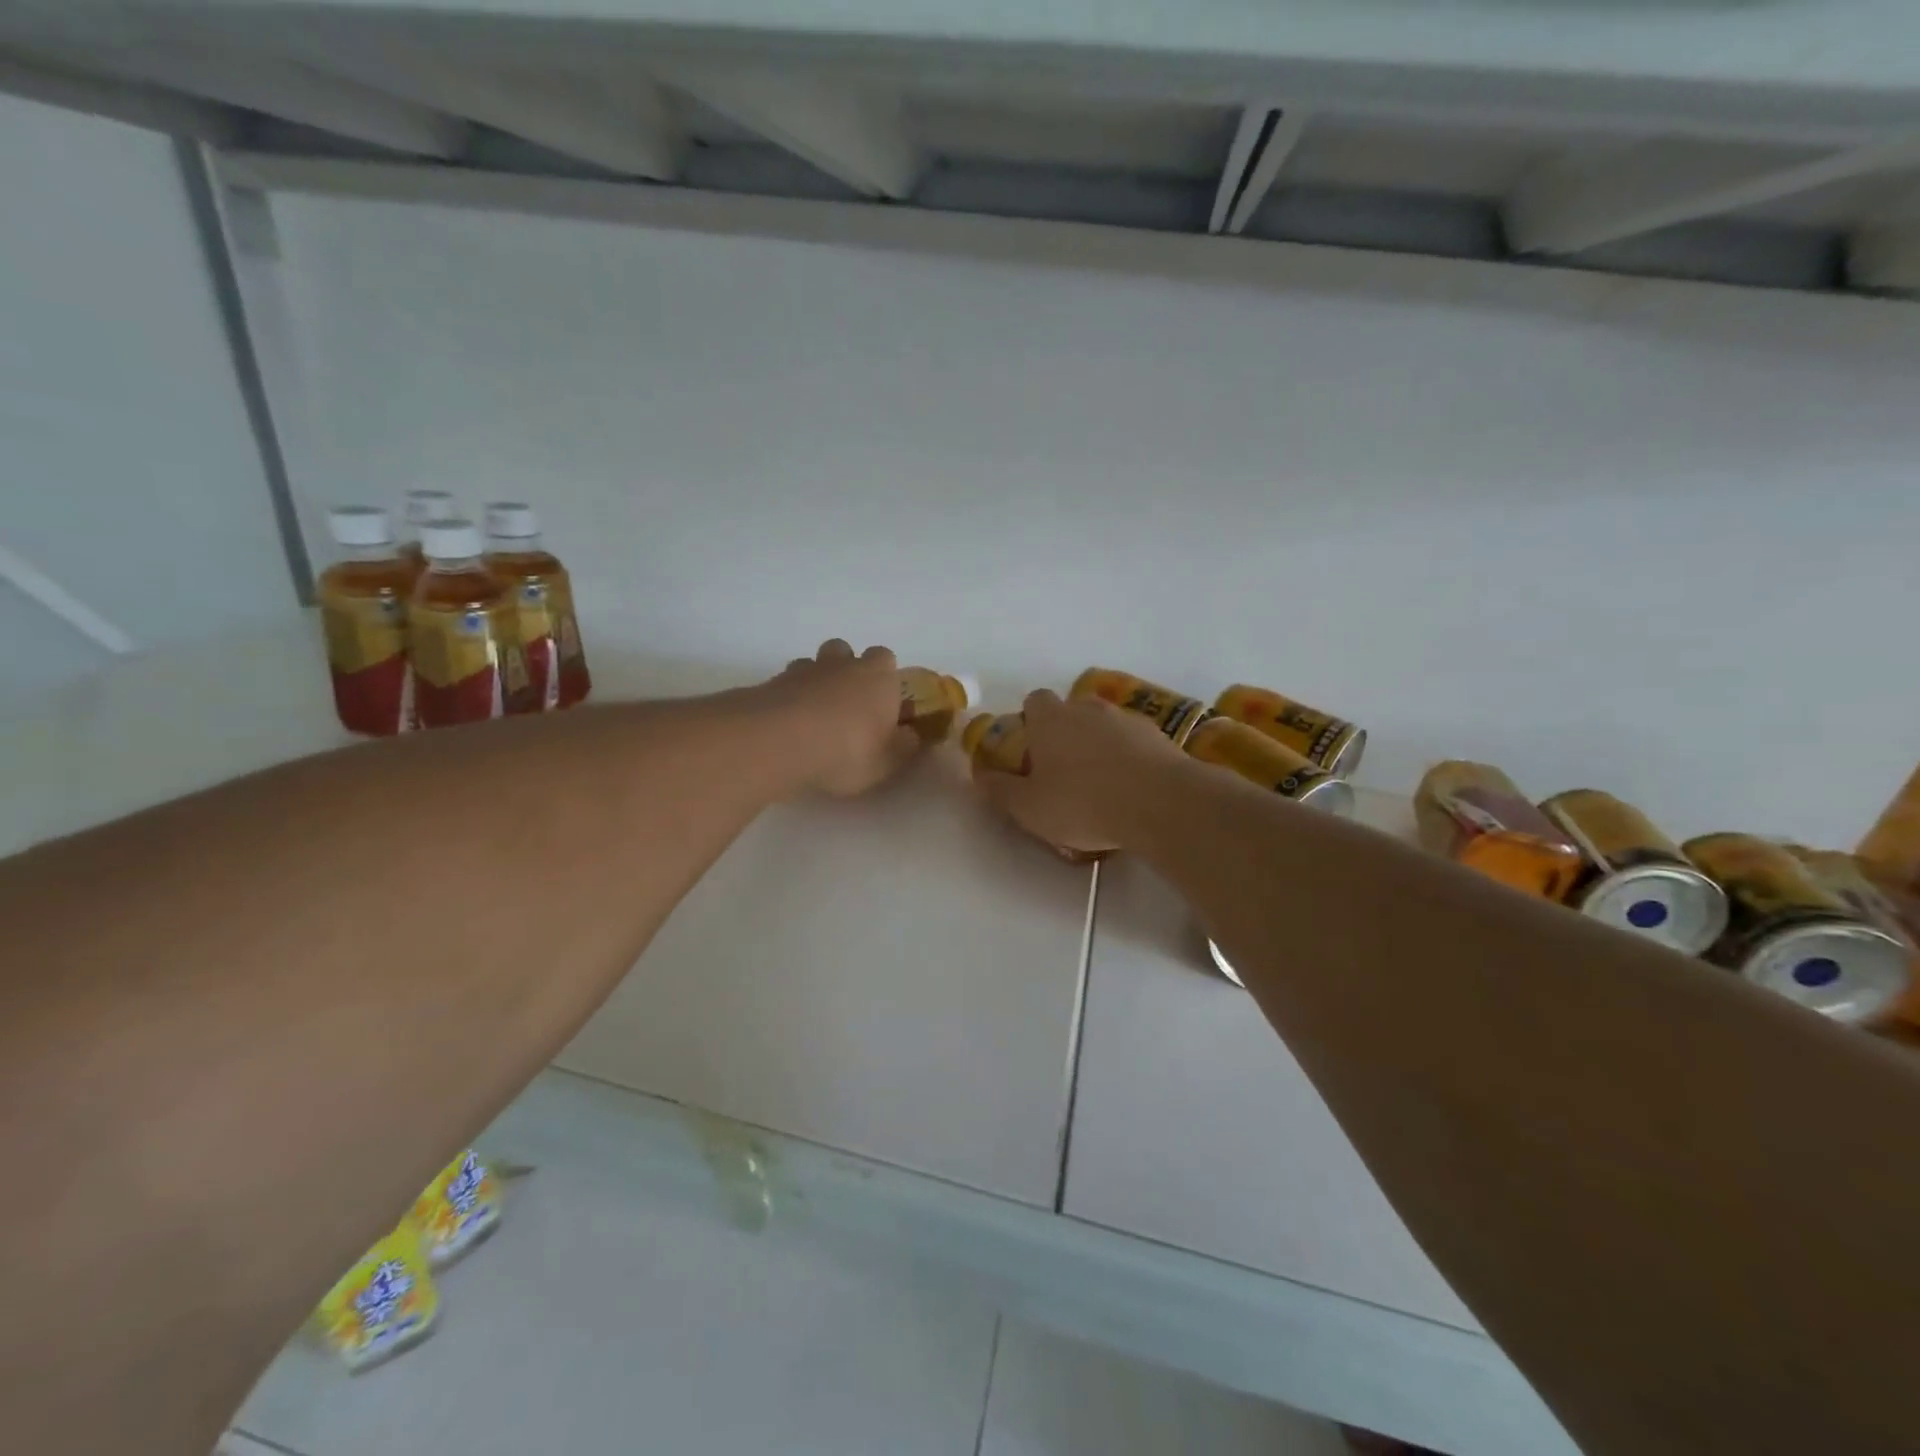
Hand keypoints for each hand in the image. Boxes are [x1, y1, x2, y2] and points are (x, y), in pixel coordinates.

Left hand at [763, 639, 919, 797]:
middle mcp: (843, 665)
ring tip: (814, 714)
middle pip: (846, 651)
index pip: (887, 658)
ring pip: (813, 664)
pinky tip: (788, 724)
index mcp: (879, 677)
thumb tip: (914, 734)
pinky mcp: (771, 683)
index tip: (883, 701)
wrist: (780, 742)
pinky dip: (789, 697)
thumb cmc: (847, 751)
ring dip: (816, 681)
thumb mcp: (888, 761)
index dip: (885, 676)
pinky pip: (785, 684)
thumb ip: (905, 746)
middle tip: (847, 704)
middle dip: (848, 669)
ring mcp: (804, 671)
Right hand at [972, 689, 1181, 853]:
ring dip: (1099, 745)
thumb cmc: (1082, 803)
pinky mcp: (1157, 735)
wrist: (1159, 802)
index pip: (1034, 701)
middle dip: (1065, 734)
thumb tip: (980, 775)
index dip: (1029, 723)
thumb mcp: (1029, 807)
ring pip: (1104, 725)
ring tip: (1101, 784)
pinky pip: (1133, 741)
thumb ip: (1000, 790)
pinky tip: (1130, 788)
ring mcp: (1126, 718)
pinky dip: (1128, 757)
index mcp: (1050, 719)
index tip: (1031, 752)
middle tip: (1063, 772)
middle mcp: (1087, 709)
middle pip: (1070, 711)